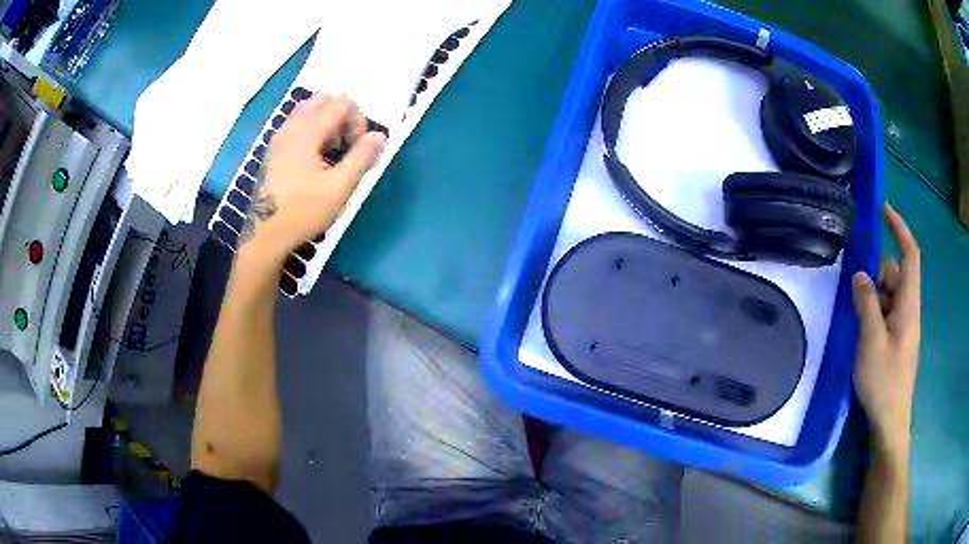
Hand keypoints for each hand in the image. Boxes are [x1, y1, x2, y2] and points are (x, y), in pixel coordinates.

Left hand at [239, 94, 386, 260]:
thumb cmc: (304, 211)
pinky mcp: (273, 150)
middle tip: (346, 145)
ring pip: (308, 110)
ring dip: (326, 122)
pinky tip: (314, 159)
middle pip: (324, 99)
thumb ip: (362, 157)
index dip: (359, 120)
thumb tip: (380, 136)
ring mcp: (279, 137)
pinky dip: (311, 130)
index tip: (359, 147)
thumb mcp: (339, 188)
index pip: (342, 102)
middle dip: (342, 116)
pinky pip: (296, 124)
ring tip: (331, 152)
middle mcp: (291, 126)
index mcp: (308, 131)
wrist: (266, 234)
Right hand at [852, 204, 920, 454]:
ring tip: (859, 324)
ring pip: (889, 295)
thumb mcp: (871, 341)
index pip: (910, 255)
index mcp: (908, 304)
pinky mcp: (896, 340)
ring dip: (873, 299)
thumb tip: (861, 275)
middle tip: (858, 299)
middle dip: (877, 277)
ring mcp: (903, 326)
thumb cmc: (884, 382)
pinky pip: (885, 313)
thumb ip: (866, 304)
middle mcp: (908, 309)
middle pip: (895, 274)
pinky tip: (862, 334)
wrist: (889, 421)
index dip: (899, 228)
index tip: (883, 210)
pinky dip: (874, 313)